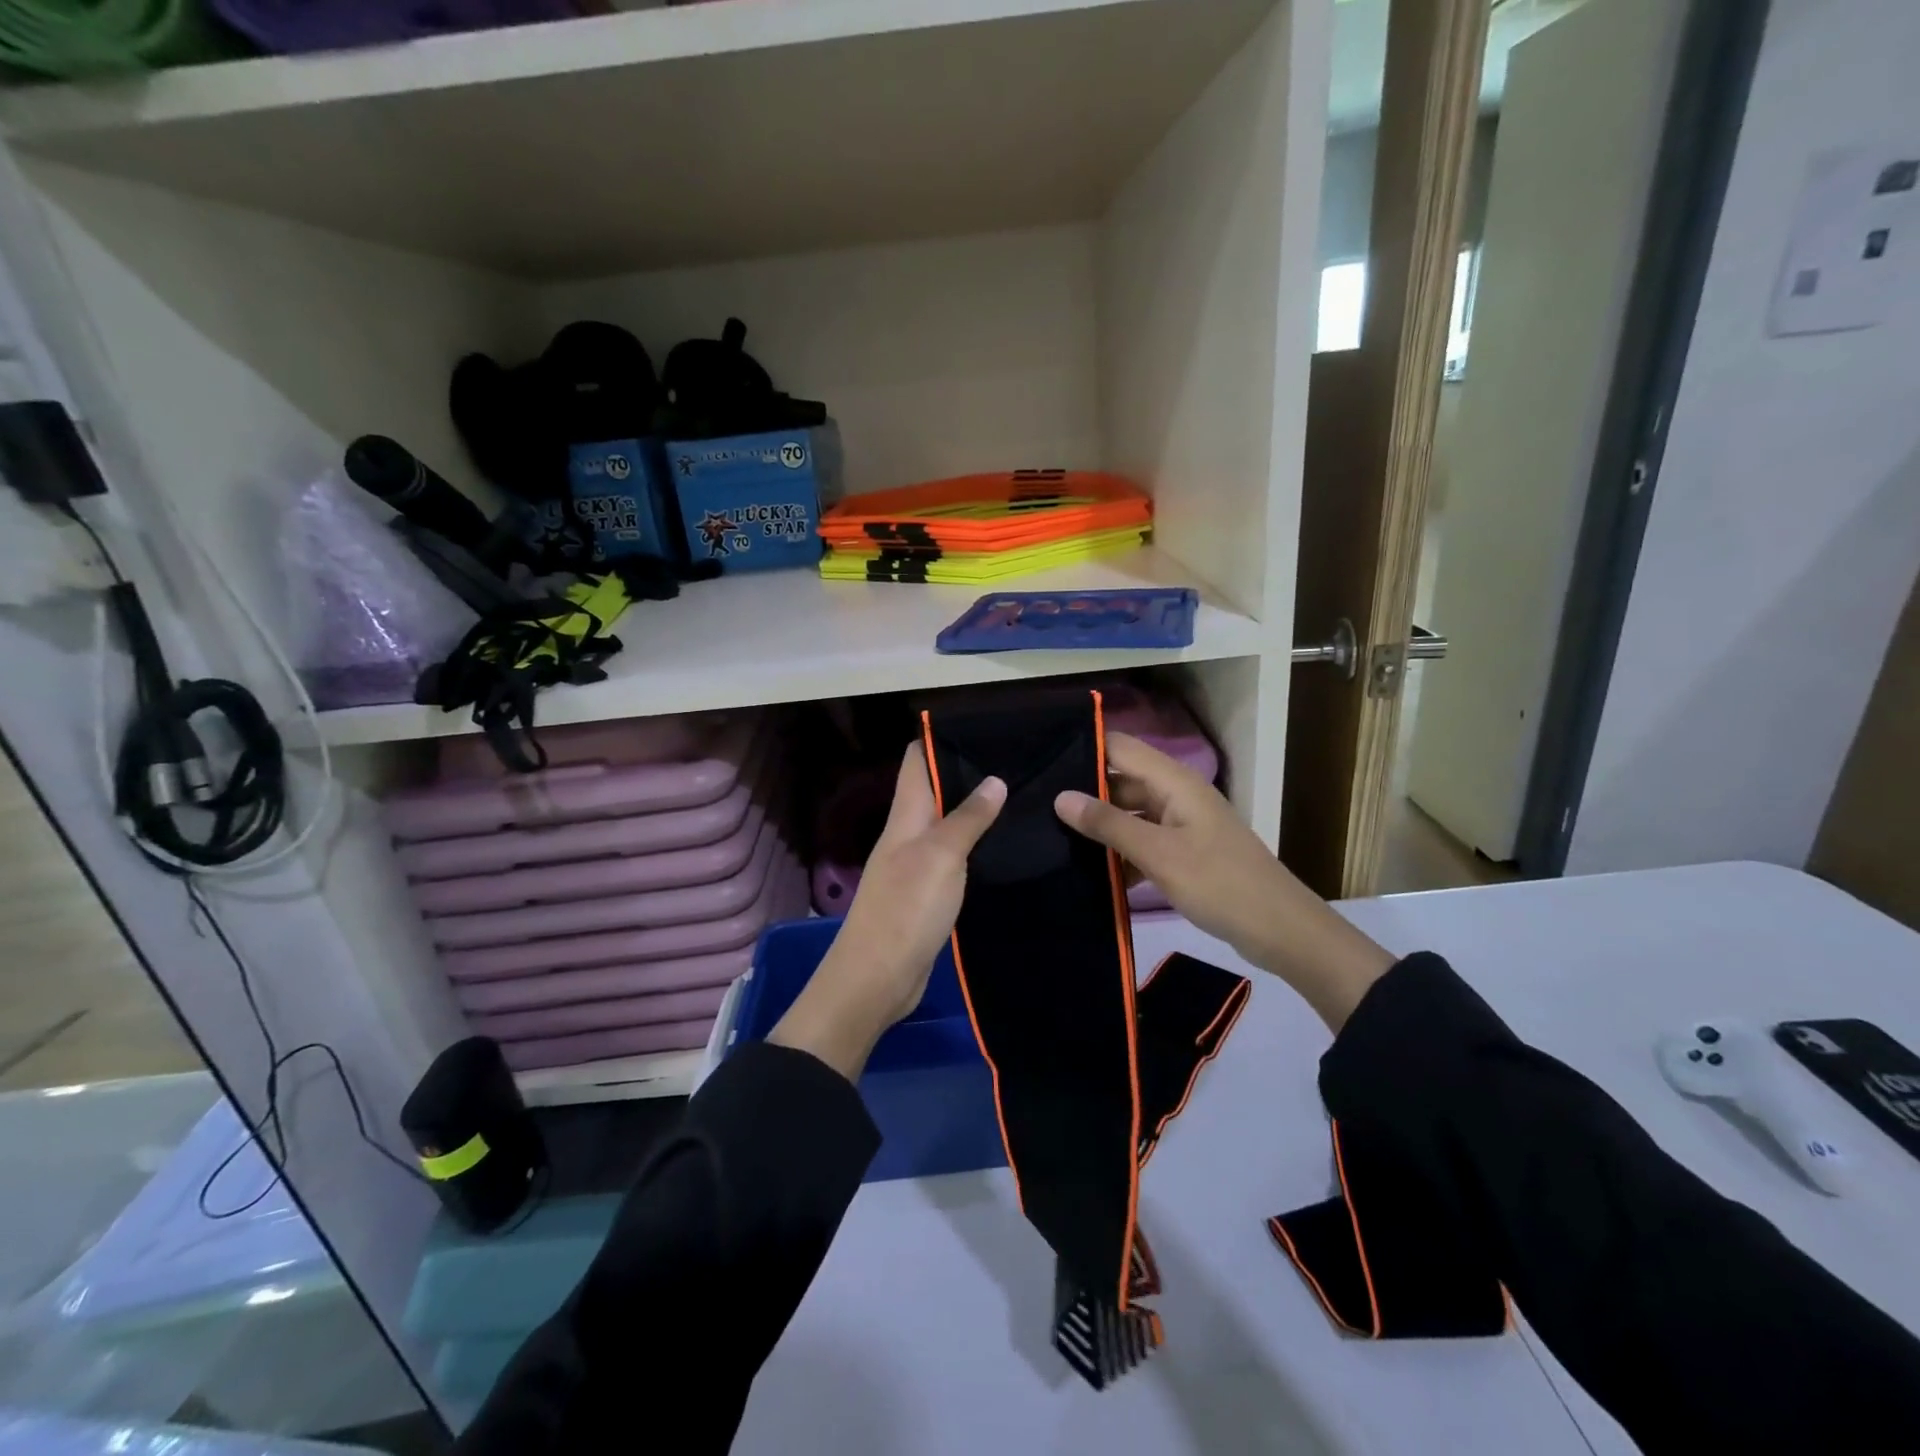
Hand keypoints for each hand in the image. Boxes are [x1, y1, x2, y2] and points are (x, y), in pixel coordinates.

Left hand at [770, 744, 1005, 1078]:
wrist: (877, 979)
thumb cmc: (905, 909)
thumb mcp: (940, 857)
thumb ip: (967, 818)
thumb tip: (994, 779)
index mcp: (905, 816)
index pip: (915, 761)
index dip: (939, 739)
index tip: (982, 725)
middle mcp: (908, 834)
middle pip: (934, 791)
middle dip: (967, 773)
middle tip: (1017, 760)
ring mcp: (916, 866)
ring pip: (946, 825)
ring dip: (974, 811)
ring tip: (1020, 795)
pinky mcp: (928, 895)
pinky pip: (954, 859)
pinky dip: (976, 847)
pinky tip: (1005, 846)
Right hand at [1052, 732, 1394, 1030]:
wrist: (1281, 931)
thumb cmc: (1220, 884)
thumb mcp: (1158, 854)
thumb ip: (1108, 824)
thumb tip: (1060, 797)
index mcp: (1175, 782)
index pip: (1120, 748)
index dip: (1083, 749)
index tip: (1041, 762)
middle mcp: (1177, 795)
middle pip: (1122, 781)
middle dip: (1085, 793)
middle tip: (1037, 808)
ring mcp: (1182, 825)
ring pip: (1130, 814)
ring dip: (1101, 827)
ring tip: (1053, 839)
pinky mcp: (1184, 853)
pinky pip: (1143, 842)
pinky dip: (1121, 854)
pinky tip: (1092, 874)